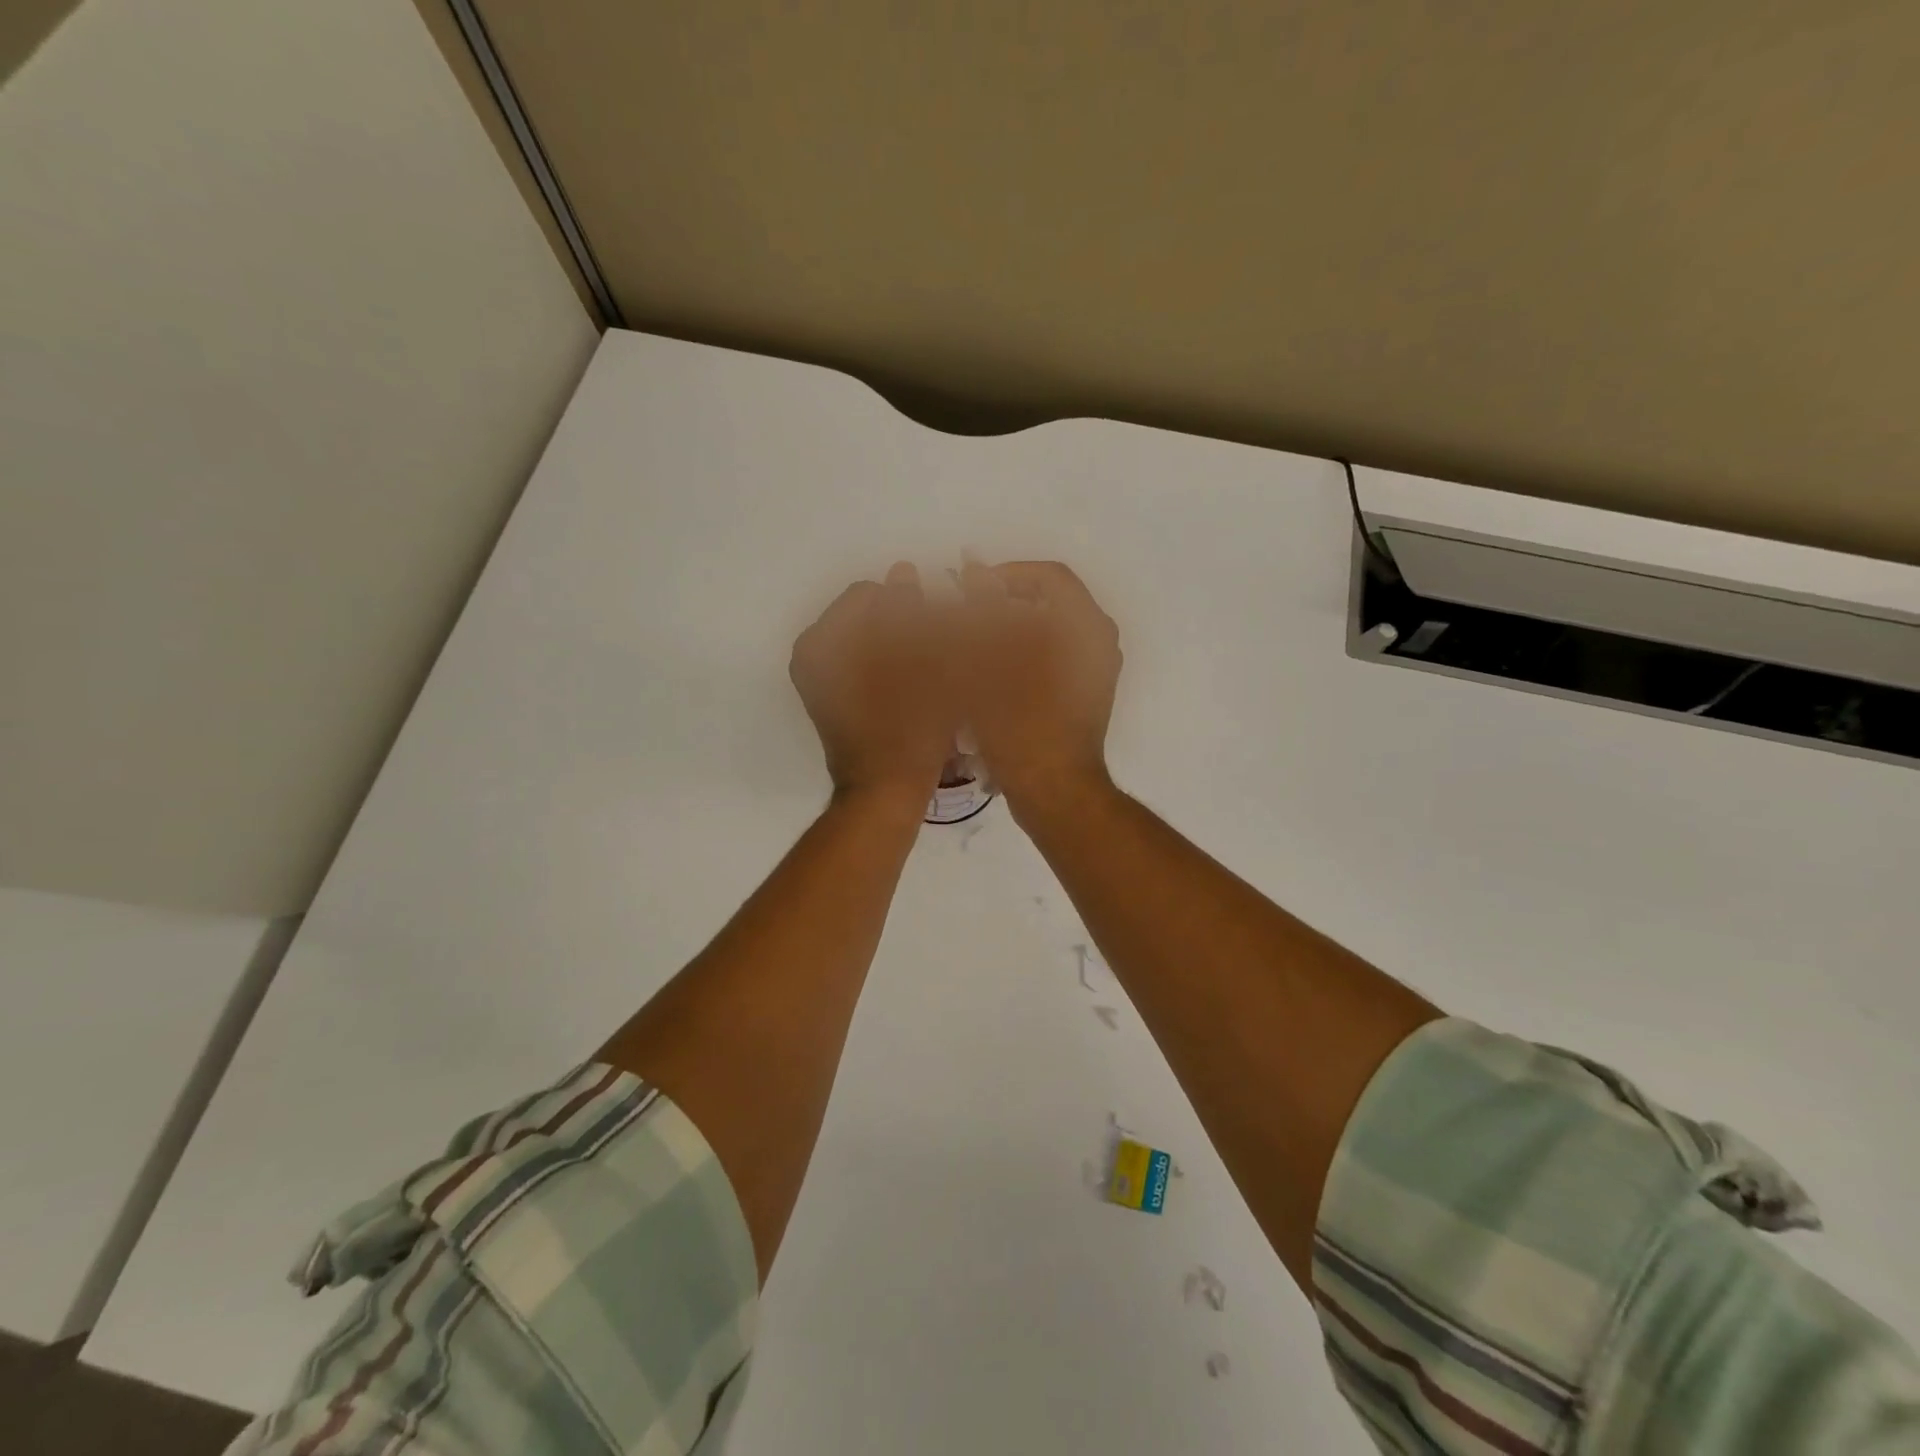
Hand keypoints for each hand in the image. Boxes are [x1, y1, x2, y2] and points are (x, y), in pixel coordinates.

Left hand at [790, 563, 957, 810]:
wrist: (885, 792)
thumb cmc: (908, 727)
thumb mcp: (920, 661)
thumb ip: (910, 610)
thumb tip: (903, 571)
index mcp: (824, 640)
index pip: (870, 594)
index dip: (909, 603)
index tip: (937, 626)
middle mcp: (812, 655)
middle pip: (866, 616)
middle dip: (903, 622)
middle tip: (937, 643)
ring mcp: (820, 680)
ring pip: (867, 641)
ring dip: (898, 643)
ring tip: (930, 663)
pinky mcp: (832, 701)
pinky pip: (863, 665)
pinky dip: (888, 665)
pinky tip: (915, 681)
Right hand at [958, 558, 1121, 821]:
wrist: (1055, 791)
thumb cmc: (1021, 724)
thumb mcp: (990, 662)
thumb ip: (981, 610)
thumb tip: (972, 570)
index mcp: (1085, 625)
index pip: (1047, 577)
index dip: (1004, 575)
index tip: (967, 589)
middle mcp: (1098, 641)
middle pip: (1047, 603)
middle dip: (1002, 605)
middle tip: (964, 617)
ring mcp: (1095, 670)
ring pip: (1047, 633)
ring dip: (1008, 632)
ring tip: (971, 645)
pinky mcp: (1085, 695)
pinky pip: (1051, 659)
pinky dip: (1021, 657)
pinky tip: (989, 674)